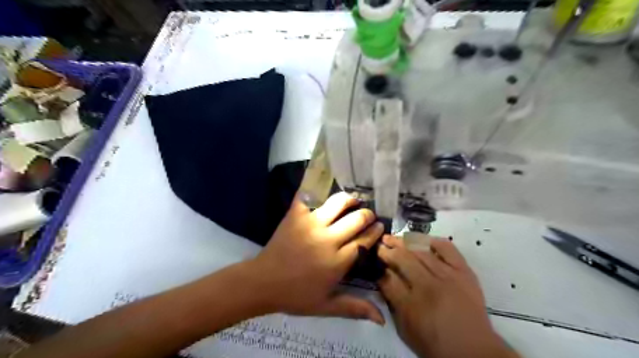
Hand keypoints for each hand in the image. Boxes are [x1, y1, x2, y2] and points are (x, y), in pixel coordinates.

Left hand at [253, 193, 386, 323]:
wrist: (263, 282)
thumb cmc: (295, 296)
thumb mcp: (326, 306)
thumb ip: (355, 308)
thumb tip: (382, 319)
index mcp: (338, 261)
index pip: (365, 241)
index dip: (375, 231)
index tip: (380, 225)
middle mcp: (328, 239)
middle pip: (356, 219)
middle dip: (367, 215)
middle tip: (368, 214)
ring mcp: (311, 224)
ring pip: (337, 203)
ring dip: (349, 199)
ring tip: (352, 200)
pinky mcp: (295, 215)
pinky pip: (307, 195)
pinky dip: (315, 189)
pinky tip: (322, 188)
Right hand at [376, 236, 515, 357]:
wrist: (474, 350)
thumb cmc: (434, 343)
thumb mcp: (405, 329)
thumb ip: (392, 302)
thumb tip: (383, 277)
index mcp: (411, 305)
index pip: (388, 278)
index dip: (379, 266)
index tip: (374, 259)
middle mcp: (428, 286)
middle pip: (402, 259)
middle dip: (387, 250)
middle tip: (380, 245)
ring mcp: (448, 276)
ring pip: (420, 251)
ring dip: (403, 242)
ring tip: (393, 238)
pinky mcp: (464, 272)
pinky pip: (447, 249)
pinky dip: (433, 241)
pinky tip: (422, 240)